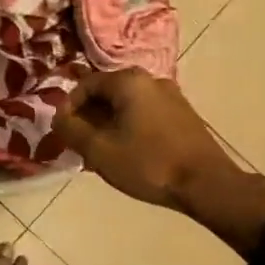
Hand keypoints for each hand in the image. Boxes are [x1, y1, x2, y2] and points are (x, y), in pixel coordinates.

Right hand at [56, 69, 264, 255]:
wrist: (206, 184)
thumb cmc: (148, 163)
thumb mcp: (99, 150)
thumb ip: (71, 130)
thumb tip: (58, 117)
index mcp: (128, 81)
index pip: (85, 84)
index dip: (68, 108)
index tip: (63, 133)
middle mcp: (150, 80)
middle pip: (107, 93)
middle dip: (89, 118)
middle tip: (81, 145)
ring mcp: (171, 96)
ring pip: (126, 105)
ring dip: (108, 125)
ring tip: (102, 153)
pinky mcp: (183, 115)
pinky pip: (145, 114)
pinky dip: (129, 128)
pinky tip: (128, 154)